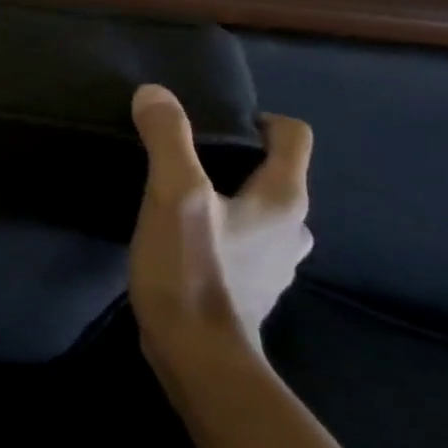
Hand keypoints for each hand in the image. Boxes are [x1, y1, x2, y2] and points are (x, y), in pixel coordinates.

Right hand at [127, 83, 313, 384]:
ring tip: (183, 203)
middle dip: (238, 163)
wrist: (197, 354)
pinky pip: (245, 247)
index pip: (292, 137)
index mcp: (283, 198)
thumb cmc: (191, 269)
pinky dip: (223, 236)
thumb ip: (167, 139)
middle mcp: (293, 229)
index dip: (261, 120)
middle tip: (188, 163)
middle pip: (276, 176)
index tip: (218, 123)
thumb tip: (154, 93)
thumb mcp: (173, 195)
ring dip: (231, 202)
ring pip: (260, 214)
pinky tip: (187, 244)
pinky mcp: (252, 290)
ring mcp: (276, 264)